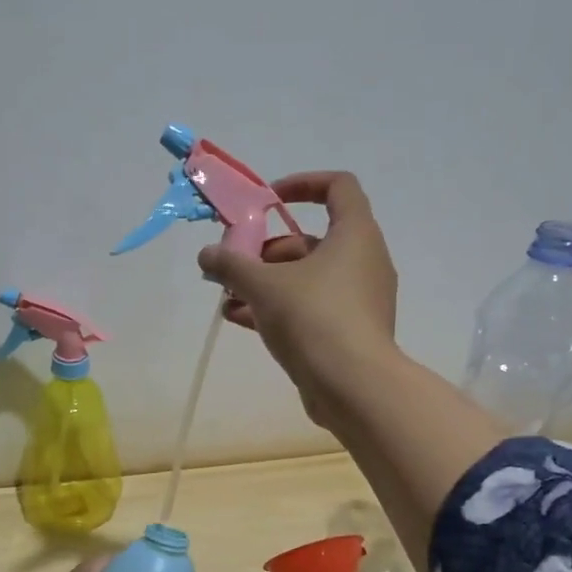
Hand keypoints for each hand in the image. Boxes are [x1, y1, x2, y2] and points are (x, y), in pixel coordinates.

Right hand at [198, 171, 399, 427]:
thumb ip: (231, 264)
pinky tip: (241, 319)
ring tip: (228, 297)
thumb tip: (207, 254)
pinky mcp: (350, 331)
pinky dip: (280, 308)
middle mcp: (364, 261)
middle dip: (266, 250)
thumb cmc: (314, 318)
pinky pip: (312, 307)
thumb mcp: (263, 285)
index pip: (338, 186)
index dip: (302, 184)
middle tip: (233, 265)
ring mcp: (360, 299)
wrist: (353, 387)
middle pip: (311, 240)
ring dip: (266, 283)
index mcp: (355, 234)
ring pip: (307, 278)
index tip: (267, 201)